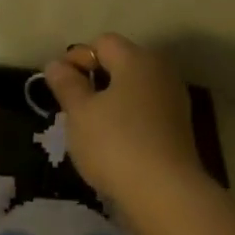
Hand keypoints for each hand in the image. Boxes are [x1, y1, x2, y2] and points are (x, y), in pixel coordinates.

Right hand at [43, 34, 202, 199]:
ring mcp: (173, 100)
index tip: (58, 86)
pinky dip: (127, 118)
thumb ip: (66, 84)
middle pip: (121, 63)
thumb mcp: (80, 113)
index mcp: (137, 60)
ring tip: (90, 127)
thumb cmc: (114, 144)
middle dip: (94, 79)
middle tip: (72, 107)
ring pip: (133, 88)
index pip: (102, 43)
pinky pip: (145, 110)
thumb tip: (56, 64)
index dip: (77, 58)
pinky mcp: (178, 127)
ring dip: (110, 100)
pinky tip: (113, 142)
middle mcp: (161, 72)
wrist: (163, 191)